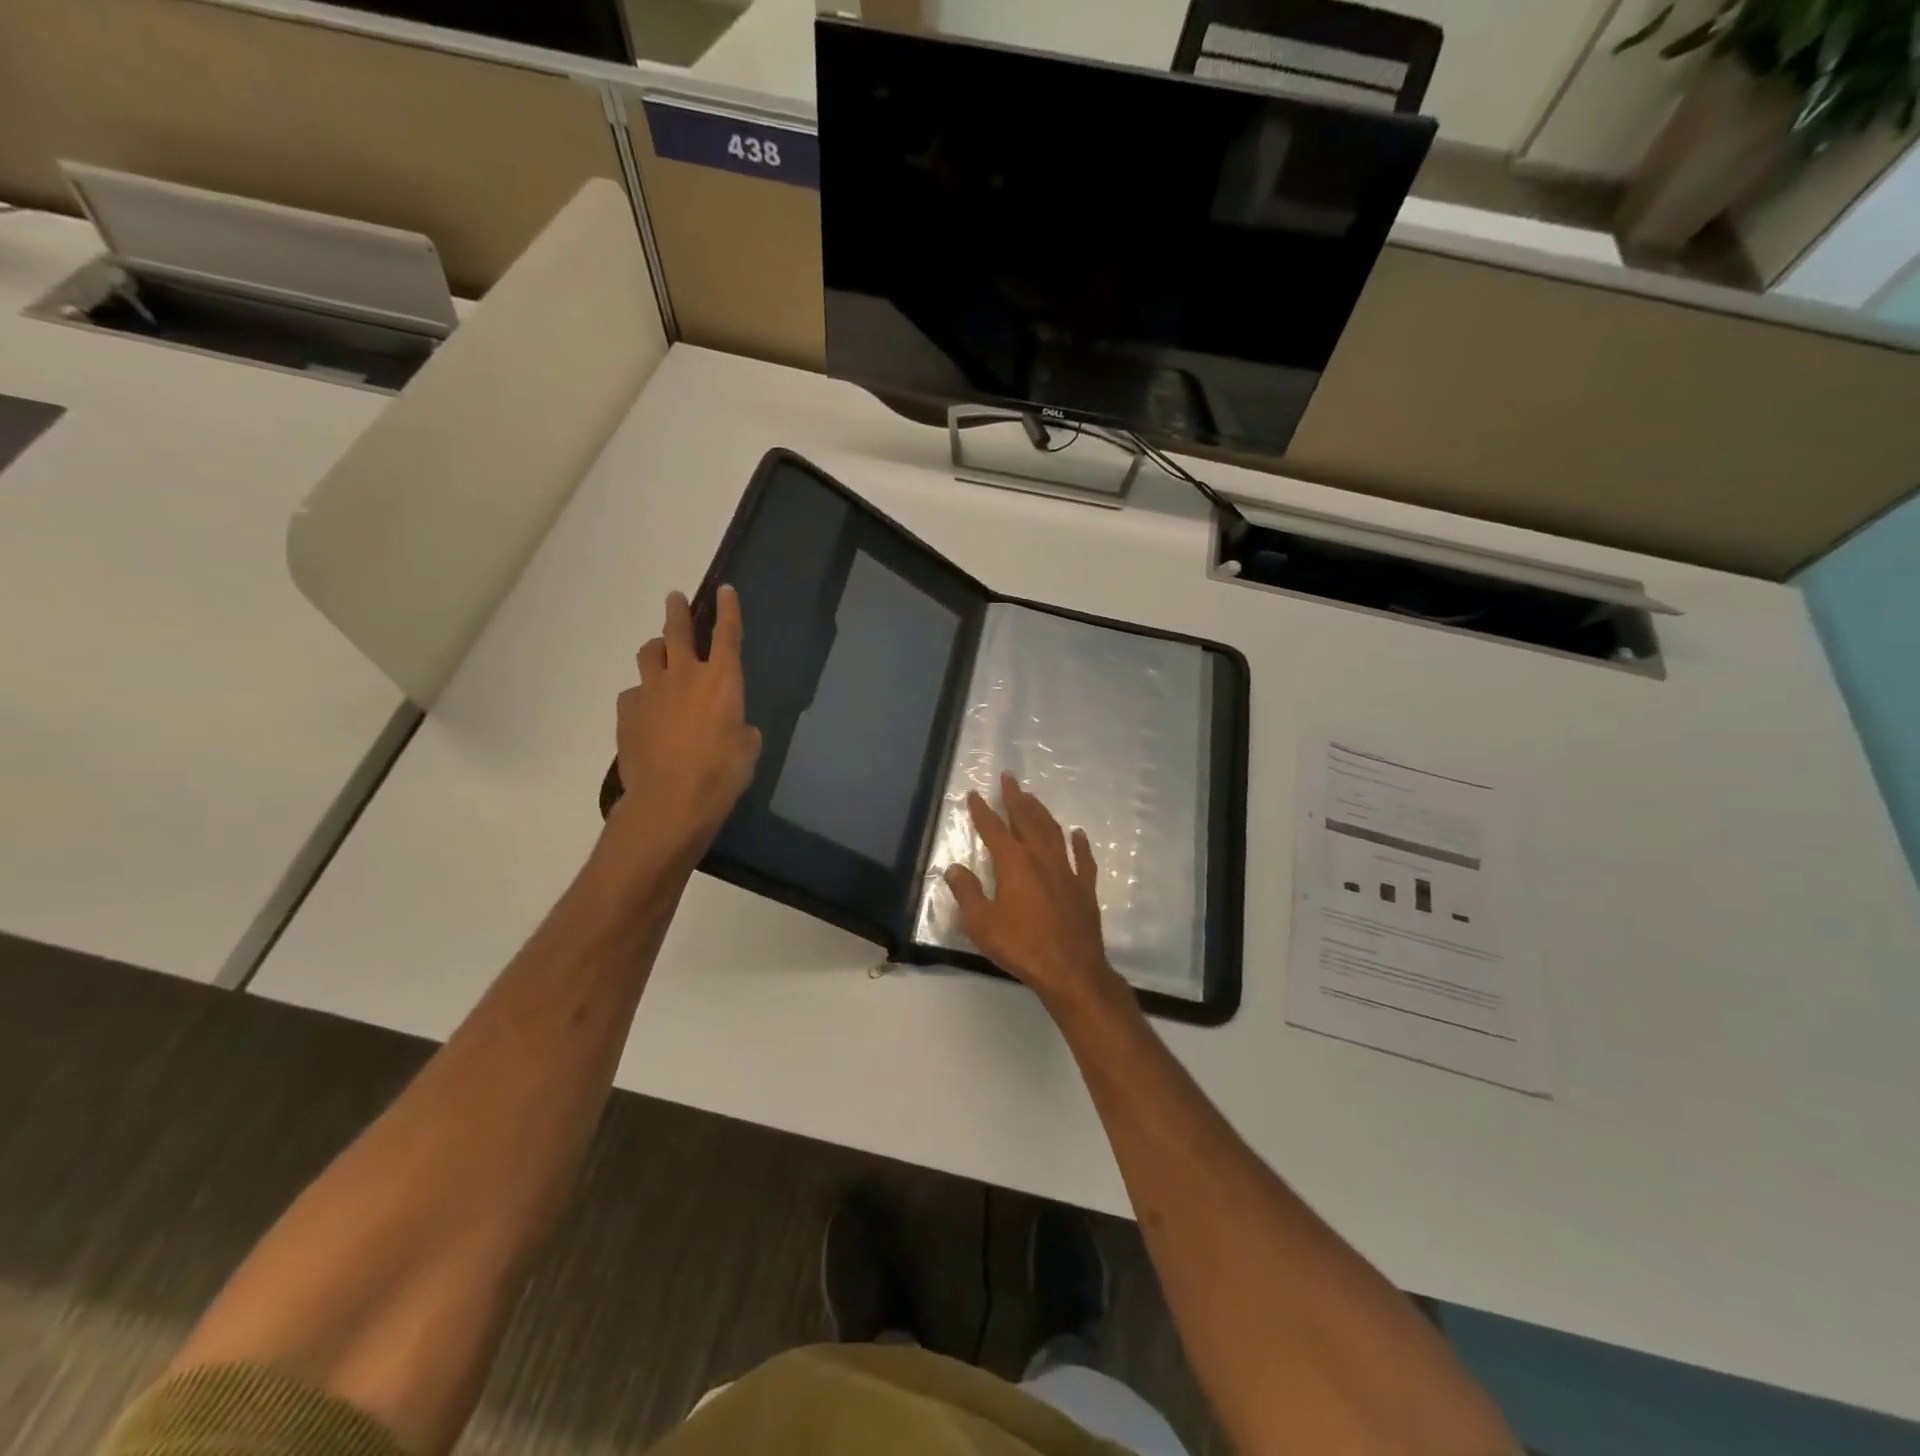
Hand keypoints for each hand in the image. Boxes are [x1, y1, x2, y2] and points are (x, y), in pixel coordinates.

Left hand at [608, 586, 761, 858]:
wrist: (670, 801)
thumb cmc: (720, 775)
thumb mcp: (747, 750)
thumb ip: (741, 729)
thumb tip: (735, 727)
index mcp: (723, 681)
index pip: (728, 634)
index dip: (728, 610)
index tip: (725, 590)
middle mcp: (685, 676)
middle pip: (677, 630)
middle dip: (678, 611)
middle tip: (675, 599)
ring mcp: (651, 691)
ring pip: (648, 654)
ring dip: (656, 650)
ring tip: (659, 655)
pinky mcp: (627, 712)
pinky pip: (633, 693)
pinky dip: (642, 696)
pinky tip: (646, 713)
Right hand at [944, 774, 1124, 1010]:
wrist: (1070, 970)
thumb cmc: (1021, 946)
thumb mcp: (981, 924)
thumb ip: (967, 893)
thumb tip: (955, 869)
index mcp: (1013, 863)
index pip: (993, 829)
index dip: (982, 811)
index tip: (974, 794)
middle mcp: (1040, 857)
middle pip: (1026, 819)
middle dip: (1015, 797)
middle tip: (1009, 778)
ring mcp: (1066, 870)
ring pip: (1053, 832)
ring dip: (1041, 812)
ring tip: (1032, 798)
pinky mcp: (1085, 887)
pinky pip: (1083, 859)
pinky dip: (1080, 843)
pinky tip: (1078, 834)